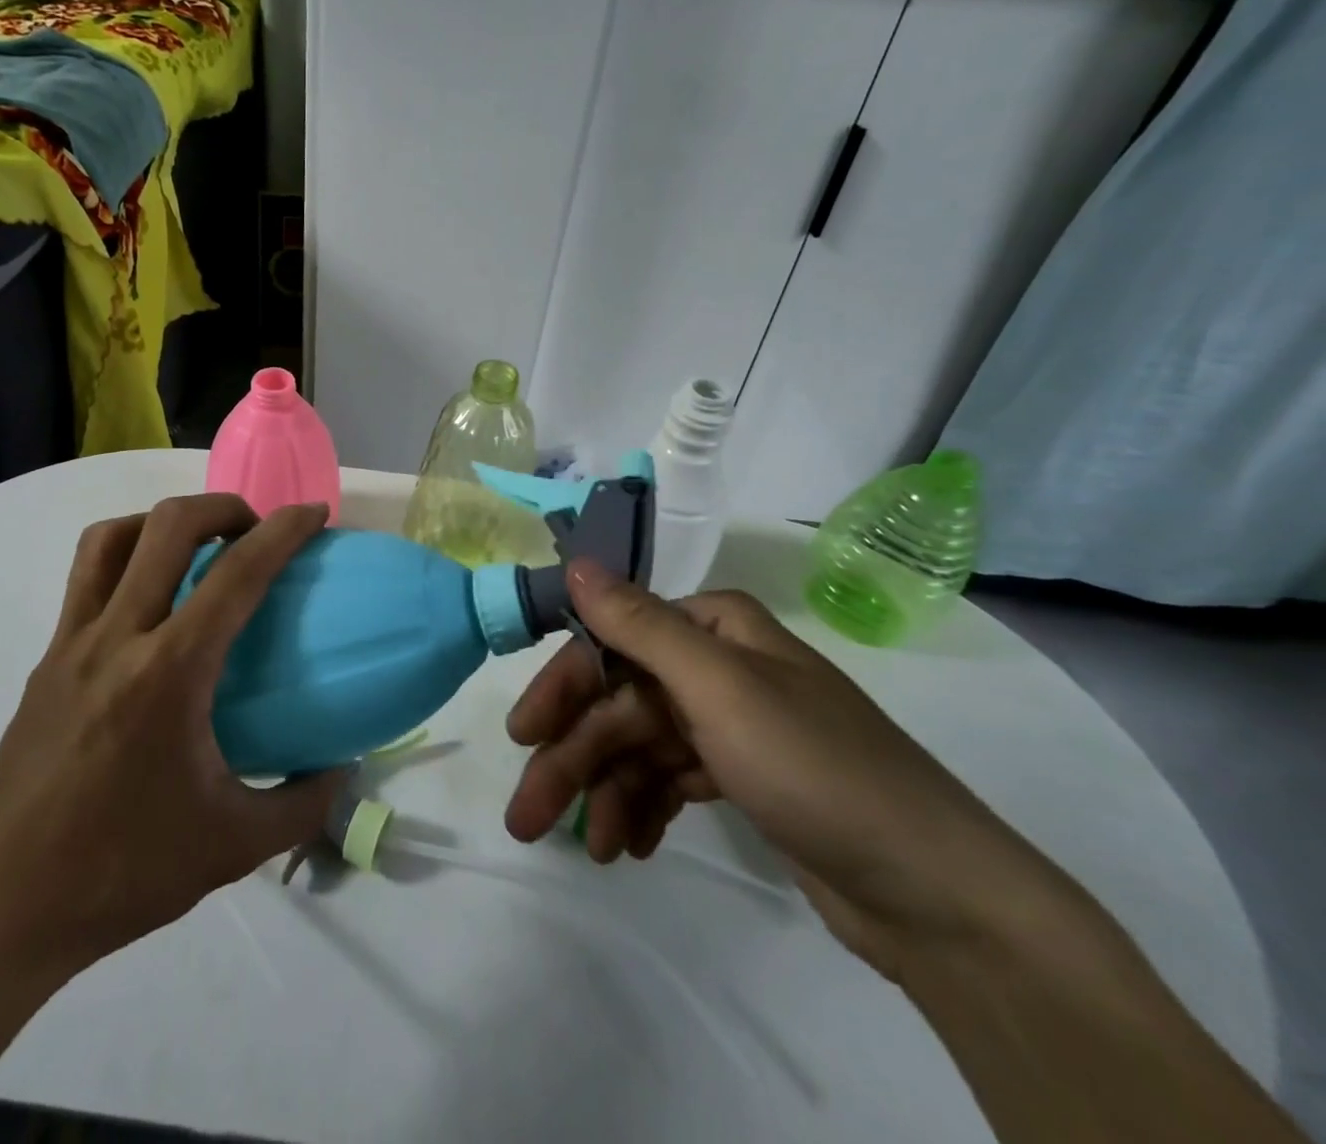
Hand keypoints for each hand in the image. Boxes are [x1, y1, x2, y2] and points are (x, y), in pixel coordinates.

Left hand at [0, 494, 343, 1001]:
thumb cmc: (121, 873)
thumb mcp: (233, 847)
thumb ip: (303, 804)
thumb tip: (343, 767)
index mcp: (168, 673)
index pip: (236, 574)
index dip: (283, 531)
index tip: (314, 513)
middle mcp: (116, 639)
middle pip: (167, 526)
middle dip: (223, 507)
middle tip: (255, 530)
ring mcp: (70, 645)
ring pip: (111, 538)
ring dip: (163, 522)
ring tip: (197, 549)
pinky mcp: (45, 662)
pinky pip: (86, 579)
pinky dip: (127, 559)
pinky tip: (150, 607)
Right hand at [505, 563, 1081, 982]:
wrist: (937, 896)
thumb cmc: (817, 769)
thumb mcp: (719, 690)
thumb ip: (639, 626)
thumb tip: (575, 563)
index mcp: (713, 628)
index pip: (612, 643)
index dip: (563, 688)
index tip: (523, 736)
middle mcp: (717, 665)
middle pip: (621, 702)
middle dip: (574, 757)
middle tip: (528, 815)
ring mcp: (730, 722)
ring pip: (640, 746)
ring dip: (607, 792)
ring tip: (594, 849)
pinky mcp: (743, 775)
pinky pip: (671, 779)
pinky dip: (645, 807)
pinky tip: (633, 845)